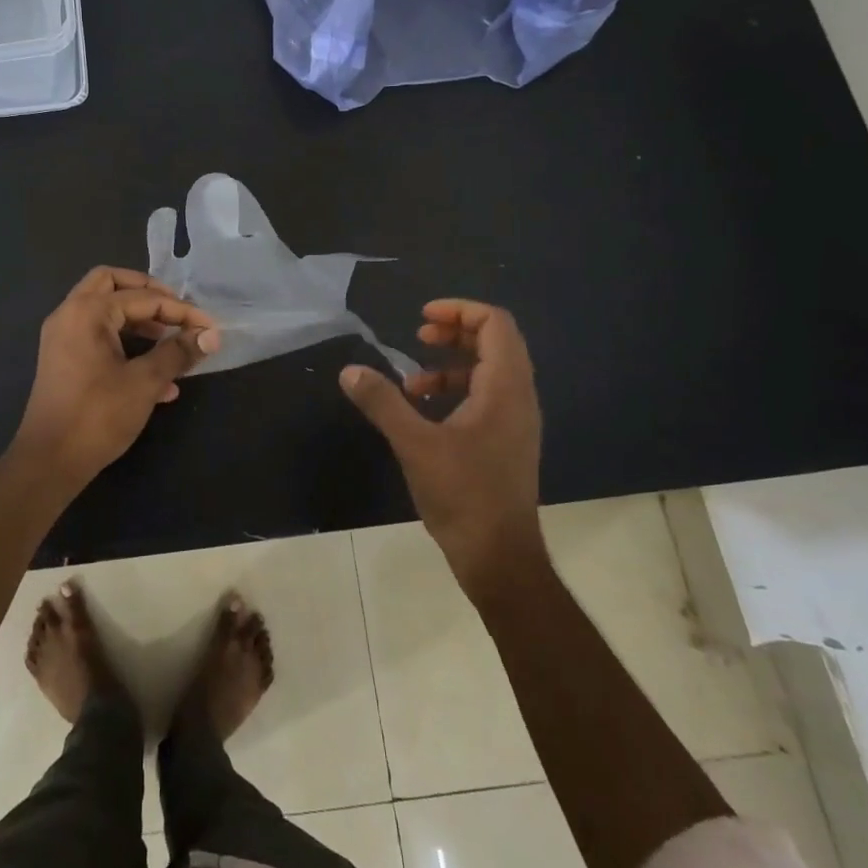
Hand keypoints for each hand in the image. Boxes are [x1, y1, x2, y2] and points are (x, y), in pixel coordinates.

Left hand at [11, 266, 220, 485]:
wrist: (49, 462)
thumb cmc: (97, 416)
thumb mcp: (145, 382)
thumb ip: (178, 353)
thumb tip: (210, 335)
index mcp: (87, 312)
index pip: (143, 298)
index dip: (181, 310)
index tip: (209, 327)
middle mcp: (70, 315)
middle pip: (113, 284)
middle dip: (149, 294)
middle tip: (177, 312)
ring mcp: (63, 337)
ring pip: (105, 310)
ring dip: (139, 320)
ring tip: (171, 342)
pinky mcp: (64, 360)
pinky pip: (98, 336)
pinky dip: (126, 343)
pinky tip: (157, 378)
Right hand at [340, 299, 542, 599]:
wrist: (499, 557)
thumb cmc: (463, 495)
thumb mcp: (415, 444)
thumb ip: (383, 402)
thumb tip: (349, 371)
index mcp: (505, 388)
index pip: (496, 324)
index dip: (460, 310)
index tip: (422, 317)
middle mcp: (518, 397)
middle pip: (495, 342)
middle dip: (455, 331)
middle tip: (418, 334)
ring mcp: (515, 421)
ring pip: (490, 370)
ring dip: (452, 363)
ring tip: (412, 379)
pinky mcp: (506, 442)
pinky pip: (485, 396)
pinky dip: (455, 390)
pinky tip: (423, 411)